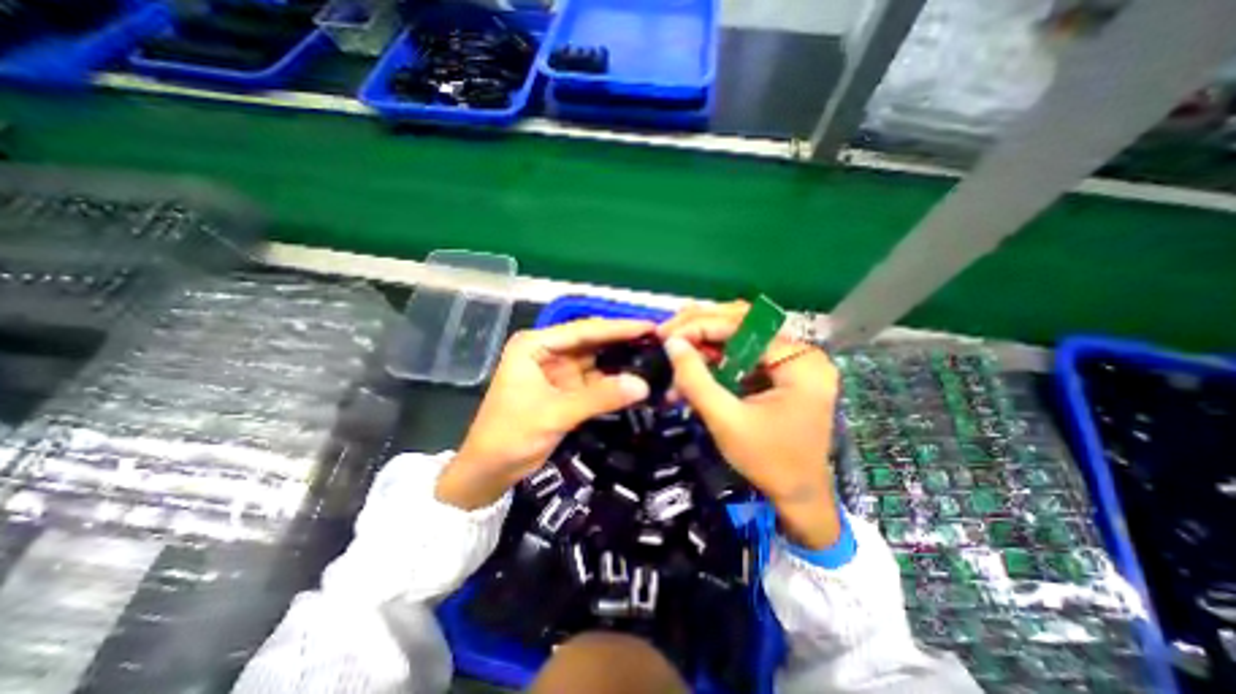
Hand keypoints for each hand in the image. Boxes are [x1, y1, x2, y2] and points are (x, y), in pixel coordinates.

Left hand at [440, 317, 661, 509]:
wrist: (489, 471)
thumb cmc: (510, 435)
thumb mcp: (555, 413)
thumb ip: (599, 397)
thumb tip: (643, 385)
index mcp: (535, 345)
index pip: (583, 330)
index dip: (618, 328)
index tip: (649, 325)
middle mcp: (547, 351)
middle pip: (592, 341)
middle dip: (623, 341)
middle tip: (658, 339)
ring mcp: (558, 370)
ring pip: (596, 360)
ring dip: (621, 360)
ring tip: (654, 355)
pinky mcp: (566, 389)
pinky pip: (595, 380)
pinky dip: (614, 381)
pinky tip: (636, 379)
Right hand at [657, 300, 840, 550]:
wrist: (798, 497)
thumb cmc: (767, 462)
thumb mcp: (726, 420)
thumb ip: (695, 379)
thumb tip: (672, 343)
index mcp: (799, 362)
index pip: (744, 326)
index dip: (700, 325)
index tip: (667, 334)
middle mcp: (801, 353)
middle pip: (745, 322)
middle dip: (701, 326)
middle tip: (668, 332)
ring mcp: (793, 362)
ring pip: (742, 335)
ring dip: (705, 341)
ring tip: (676, 344)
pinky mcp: (781, 373)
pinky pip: (745, 354)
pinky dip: (716, 358)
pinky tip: (694, 363)